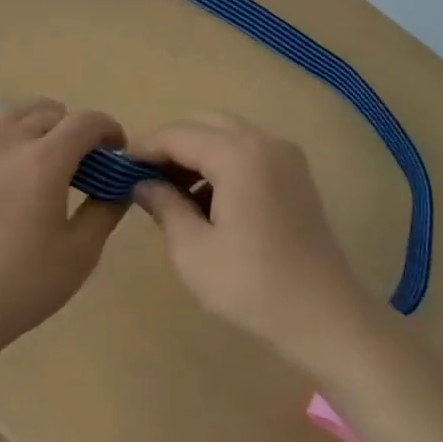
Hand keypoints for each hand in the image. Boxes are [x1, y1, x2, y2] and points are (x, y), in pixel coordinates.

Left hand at [0, 97, 128, 365]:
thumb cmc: (20, 284)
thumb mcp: (79, 254)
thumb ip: (105, 212)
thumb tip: (119, 187)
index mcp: (46, 160)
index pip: (86, 121)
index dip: (109, 130)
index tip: (116, 154)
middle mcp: (9, 141)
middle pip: (50, 111)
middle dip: (75, 127)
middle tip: (83, 161)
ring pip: (12, 112)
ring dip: (37, 121)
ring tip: (44, 152)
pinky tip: (1, 157)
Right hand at [128, 114, 378, 373]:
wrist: (325, 316)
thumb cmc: (252, 286)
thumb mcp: (193, 250)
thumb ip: (163, 205)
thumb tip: (141, 183)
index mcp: (239, 155)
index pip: (178, 134)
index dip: (144, 148)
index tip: (116, 168)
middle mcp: (265, 142)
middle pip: (205, 124)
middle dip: (171, 146)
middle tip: (143, 179)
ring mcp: (286, 156)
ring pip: (228, 135)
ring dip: (196, 154)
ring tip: (170, 193)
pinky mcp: (296, 175)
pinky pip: (249, 152)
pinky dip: (222, 163)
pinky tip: (206, 201)